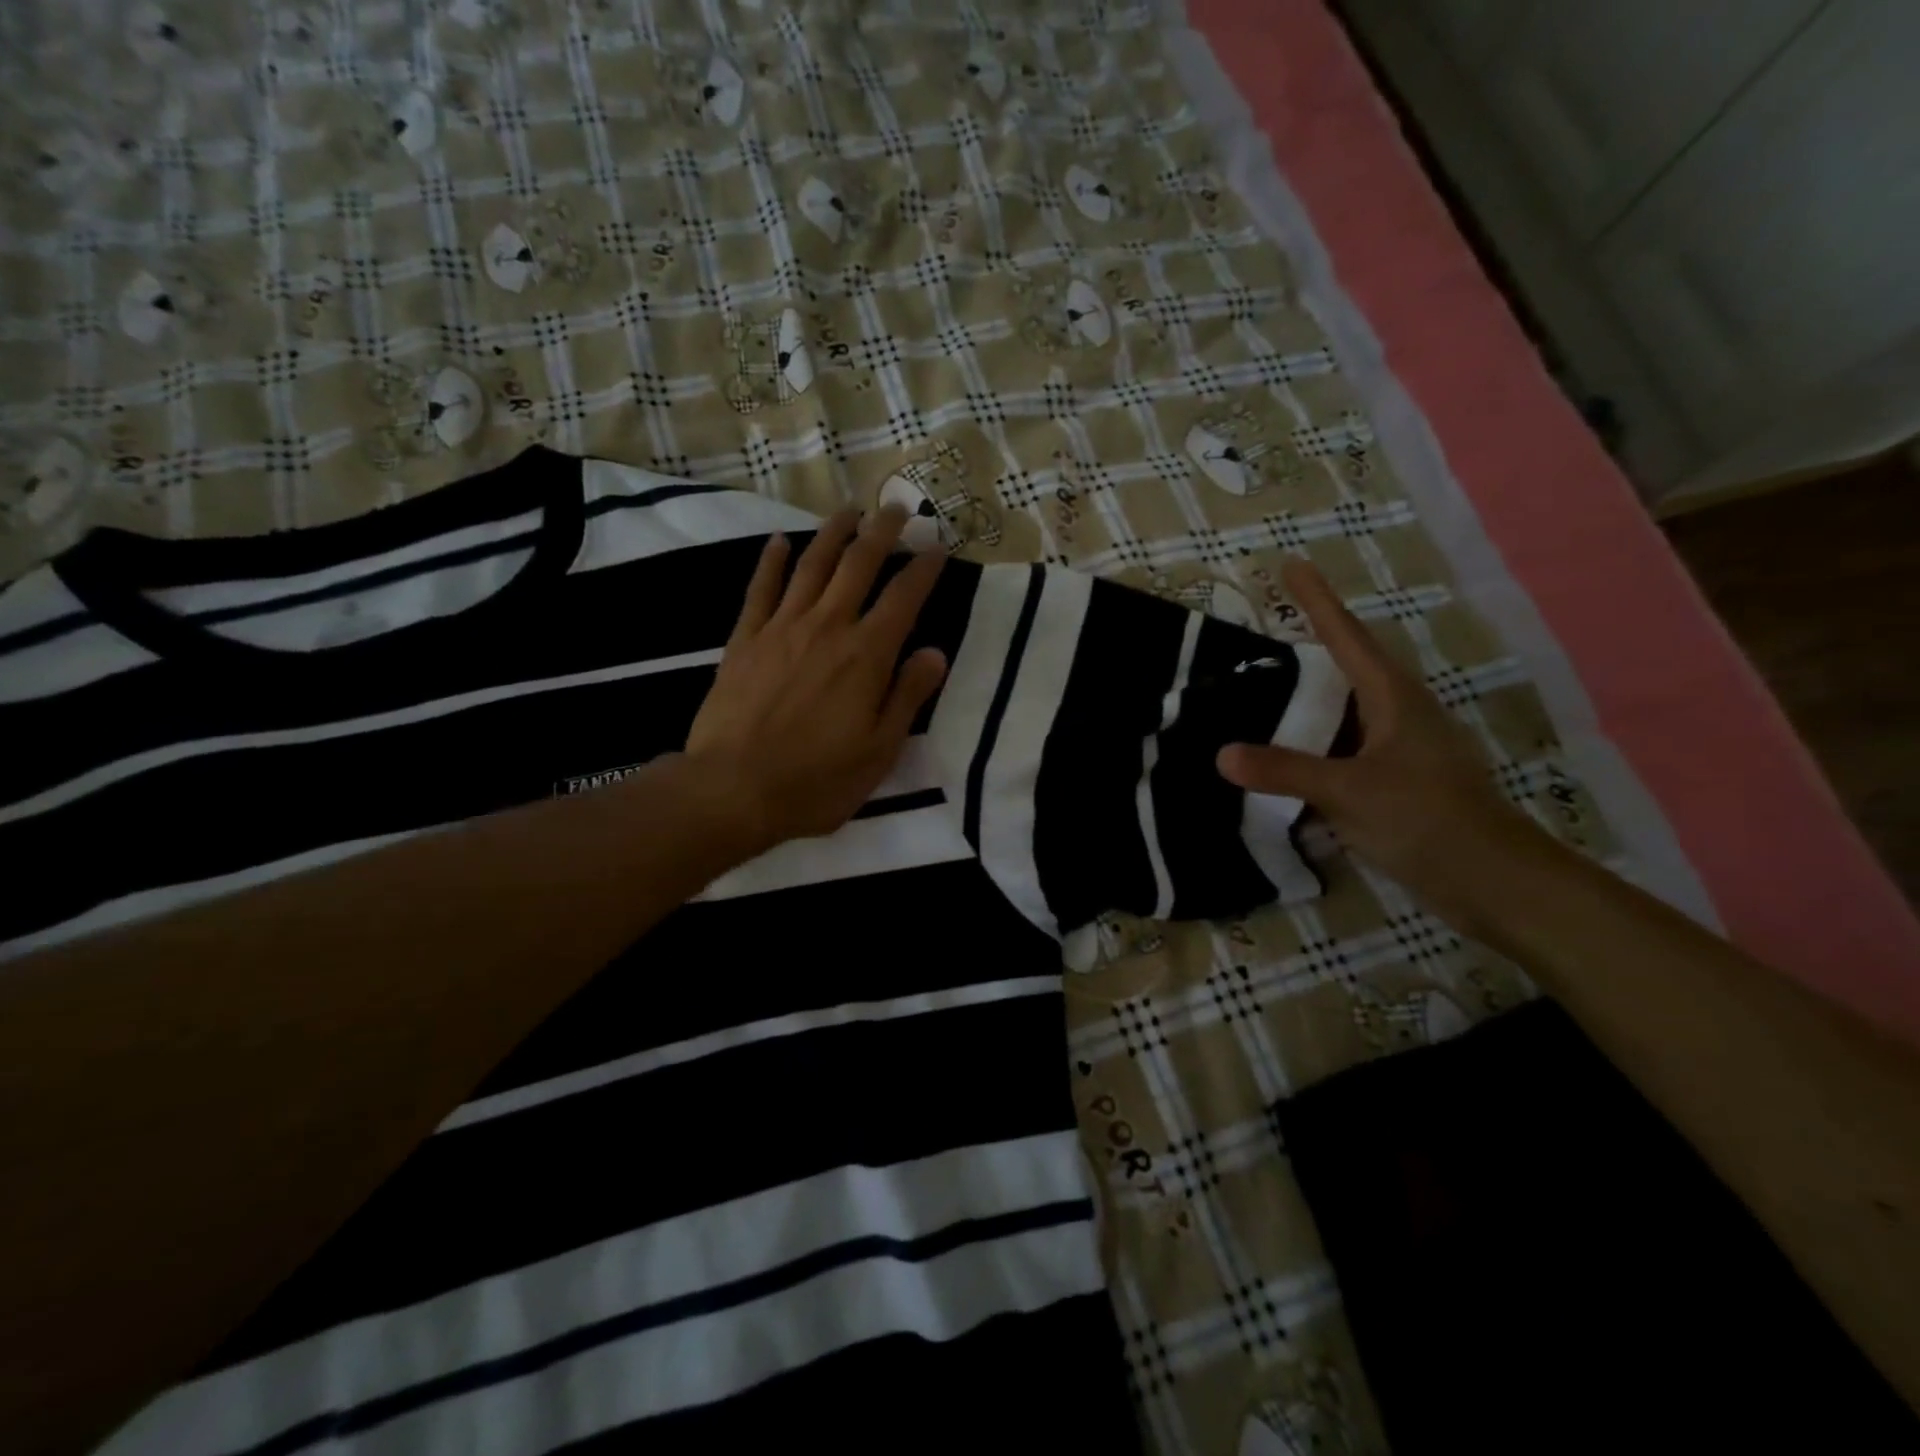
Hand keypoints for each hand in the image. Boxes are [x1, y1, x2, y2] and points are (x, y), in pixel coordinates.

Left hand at [684, 505, 948, 853]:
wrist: (733, 788)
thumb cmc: (817, 780)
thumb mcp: (879, 750)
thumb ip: (908, 696)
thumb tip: (934, 652)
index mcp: (866, 655)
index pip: (904, 597)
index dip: (924, 569)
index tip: (938, 548)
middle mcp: (827, 627)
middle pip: (859, 564)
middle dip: (883, 532)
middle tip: (898, 508)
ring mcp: (781, 628)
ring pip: (812, 565)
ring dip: (834, 533)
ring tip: (850, 510)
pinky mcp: (745, 639)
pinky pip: (761, 589)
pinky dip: (772, 561)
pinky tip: (780, 542)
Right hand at [1216, 561, 1545, 924]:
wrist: (1491, 880)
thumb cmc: (1427, 817)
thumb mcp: (1350, 790)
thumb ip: (1285, 770)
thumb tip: (1220, 754)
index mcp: (1392, 698)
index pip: (1346, 636)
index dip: (1317, 599)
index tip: (1292, 564)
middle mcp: (1395, 715)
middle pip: (1344, 669)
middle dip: (1306, 649)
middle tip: (1258, 639)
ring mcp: (1395, 750)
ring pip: (1340, 714)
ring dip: (1303, 704)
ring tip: (1257, 694)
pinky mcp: (1391, 782)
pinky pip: (1338, 751)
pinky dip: (1308, 747)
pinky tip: (1279, 758)